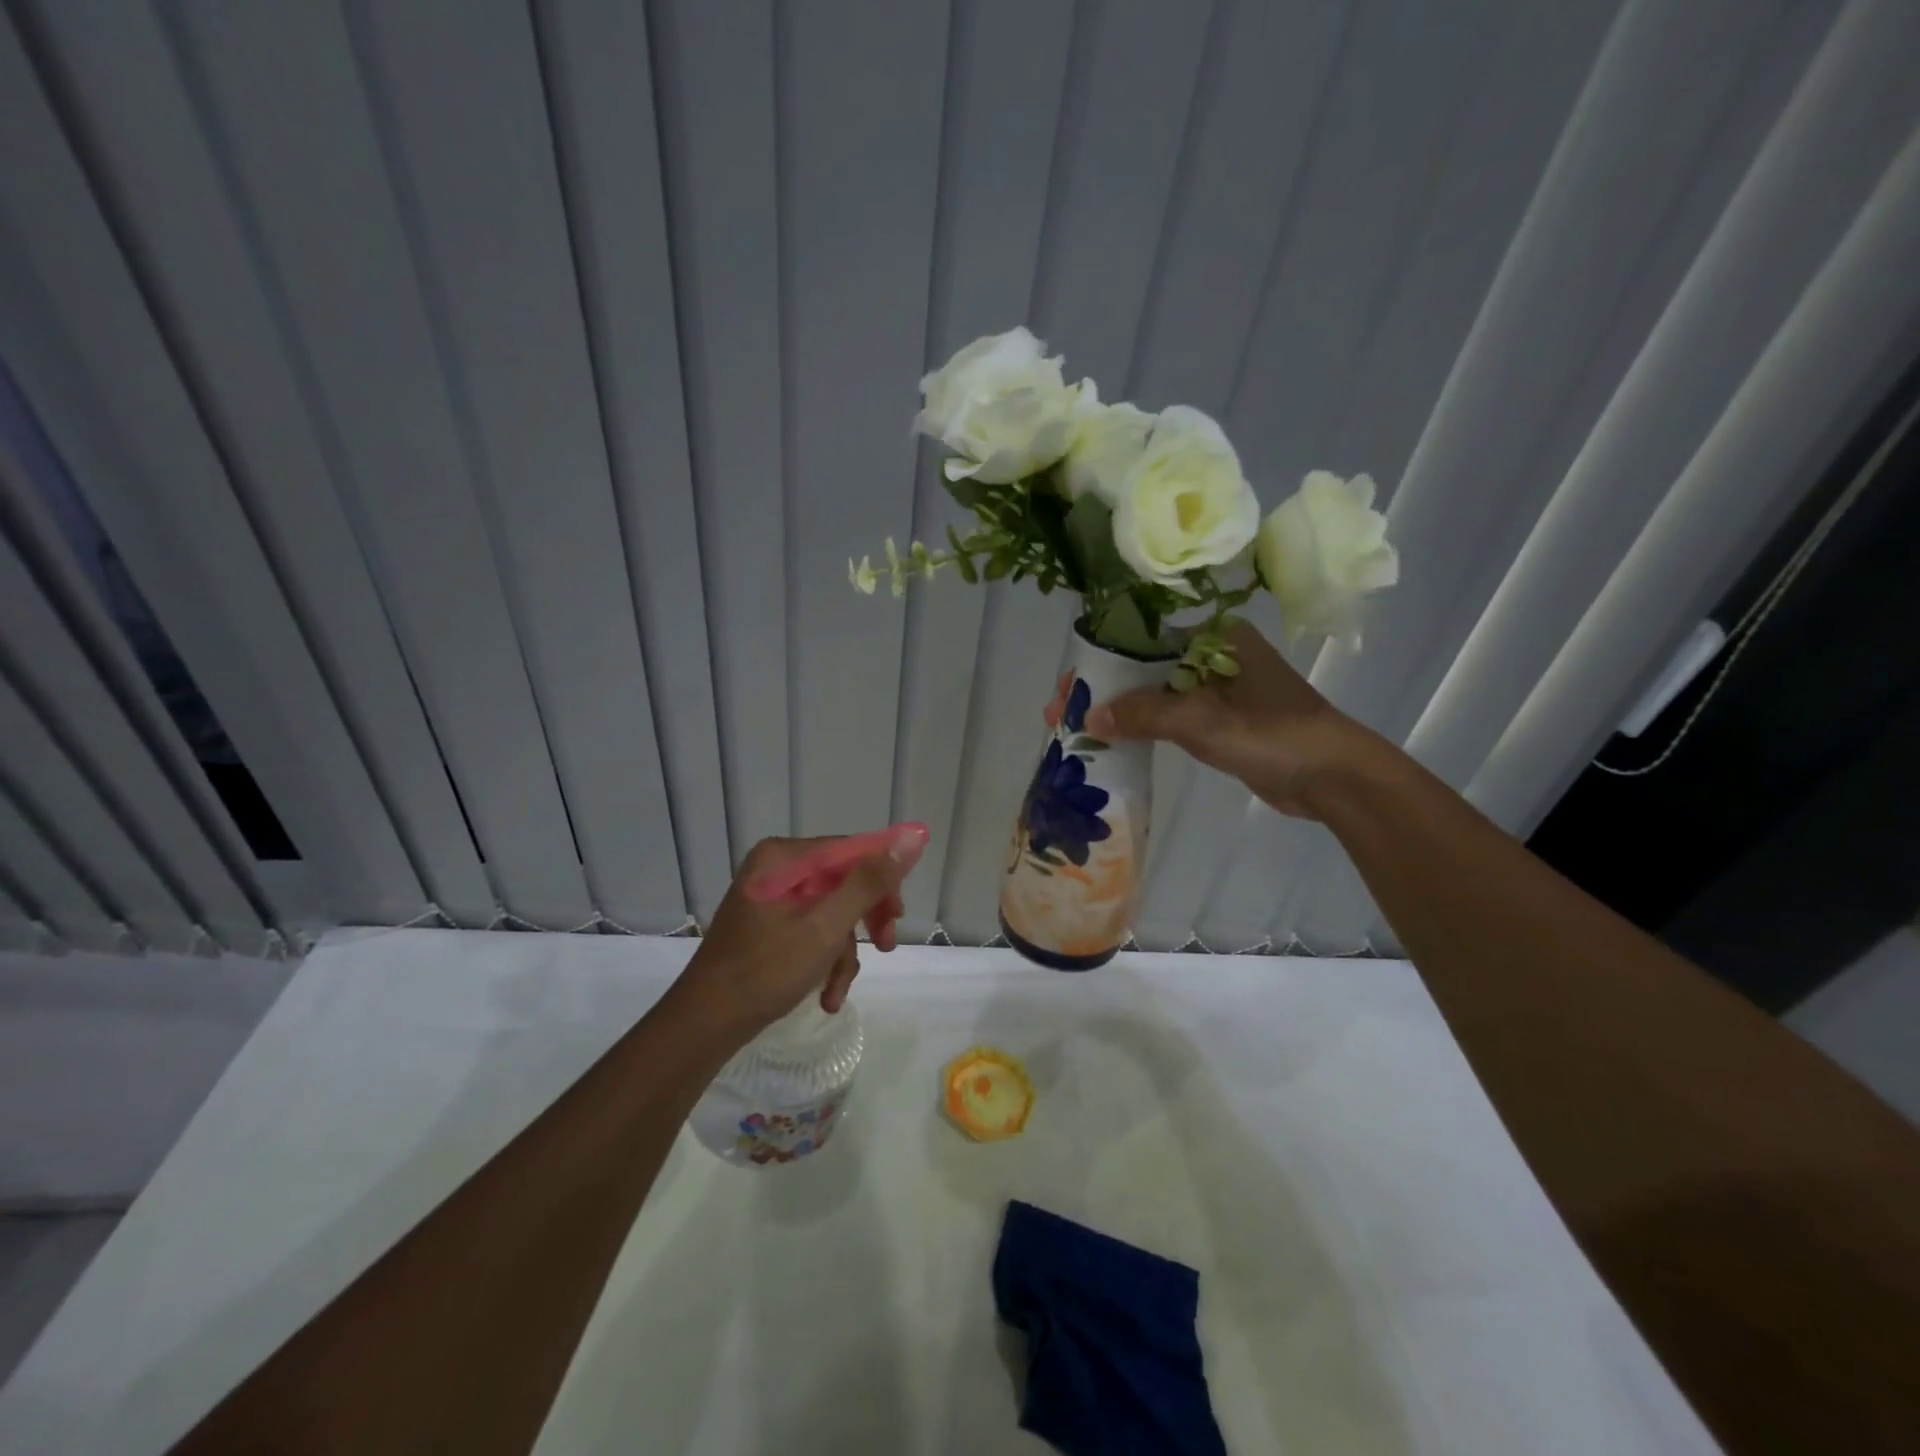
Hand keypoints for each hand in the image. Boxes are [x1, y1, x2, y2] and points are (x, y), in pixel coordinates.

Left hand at [675, 828, 927, 1038]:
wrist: (704, 1025)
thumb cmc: (765, 970)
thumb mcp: (826, 926)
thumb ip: (869, 882)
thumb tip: (912, 836)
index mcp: (784, 857)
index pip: (851, 850)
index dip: (882, 879)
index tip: (899, 914)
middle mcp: (777, 869)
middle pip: (843, 881)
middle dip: (865, 919)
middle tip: (887, 944)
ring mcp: (772, 898)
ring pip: (832, 912)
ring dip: (844, 952)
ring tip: (839, 991)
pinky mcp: (770, 926)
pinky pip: (813, 930)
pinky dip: (825, 960)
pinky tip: (826, 995)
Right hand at [1047, 623, 1380, 818]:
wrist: (1332, 776)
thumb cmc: (1269, 734)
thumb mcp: (1200, 720)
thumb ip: (1142, 714)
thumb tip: (1088, 718)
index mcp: (1213, 638)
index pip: (1140, 641)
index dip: (1098, 663)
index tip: (1067, 688)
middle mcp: (1213, 655)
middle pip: (1142, 667)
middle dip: (1101, 690)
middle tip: (1060, 713)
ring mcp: (1218, 689)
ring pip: (1154, 694)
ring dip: (1118, 711)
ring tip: (1076, 729)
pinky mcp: (1221, 720)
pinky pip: (1170, 717)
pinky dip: (1141, 727)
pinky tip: (1112, 740)